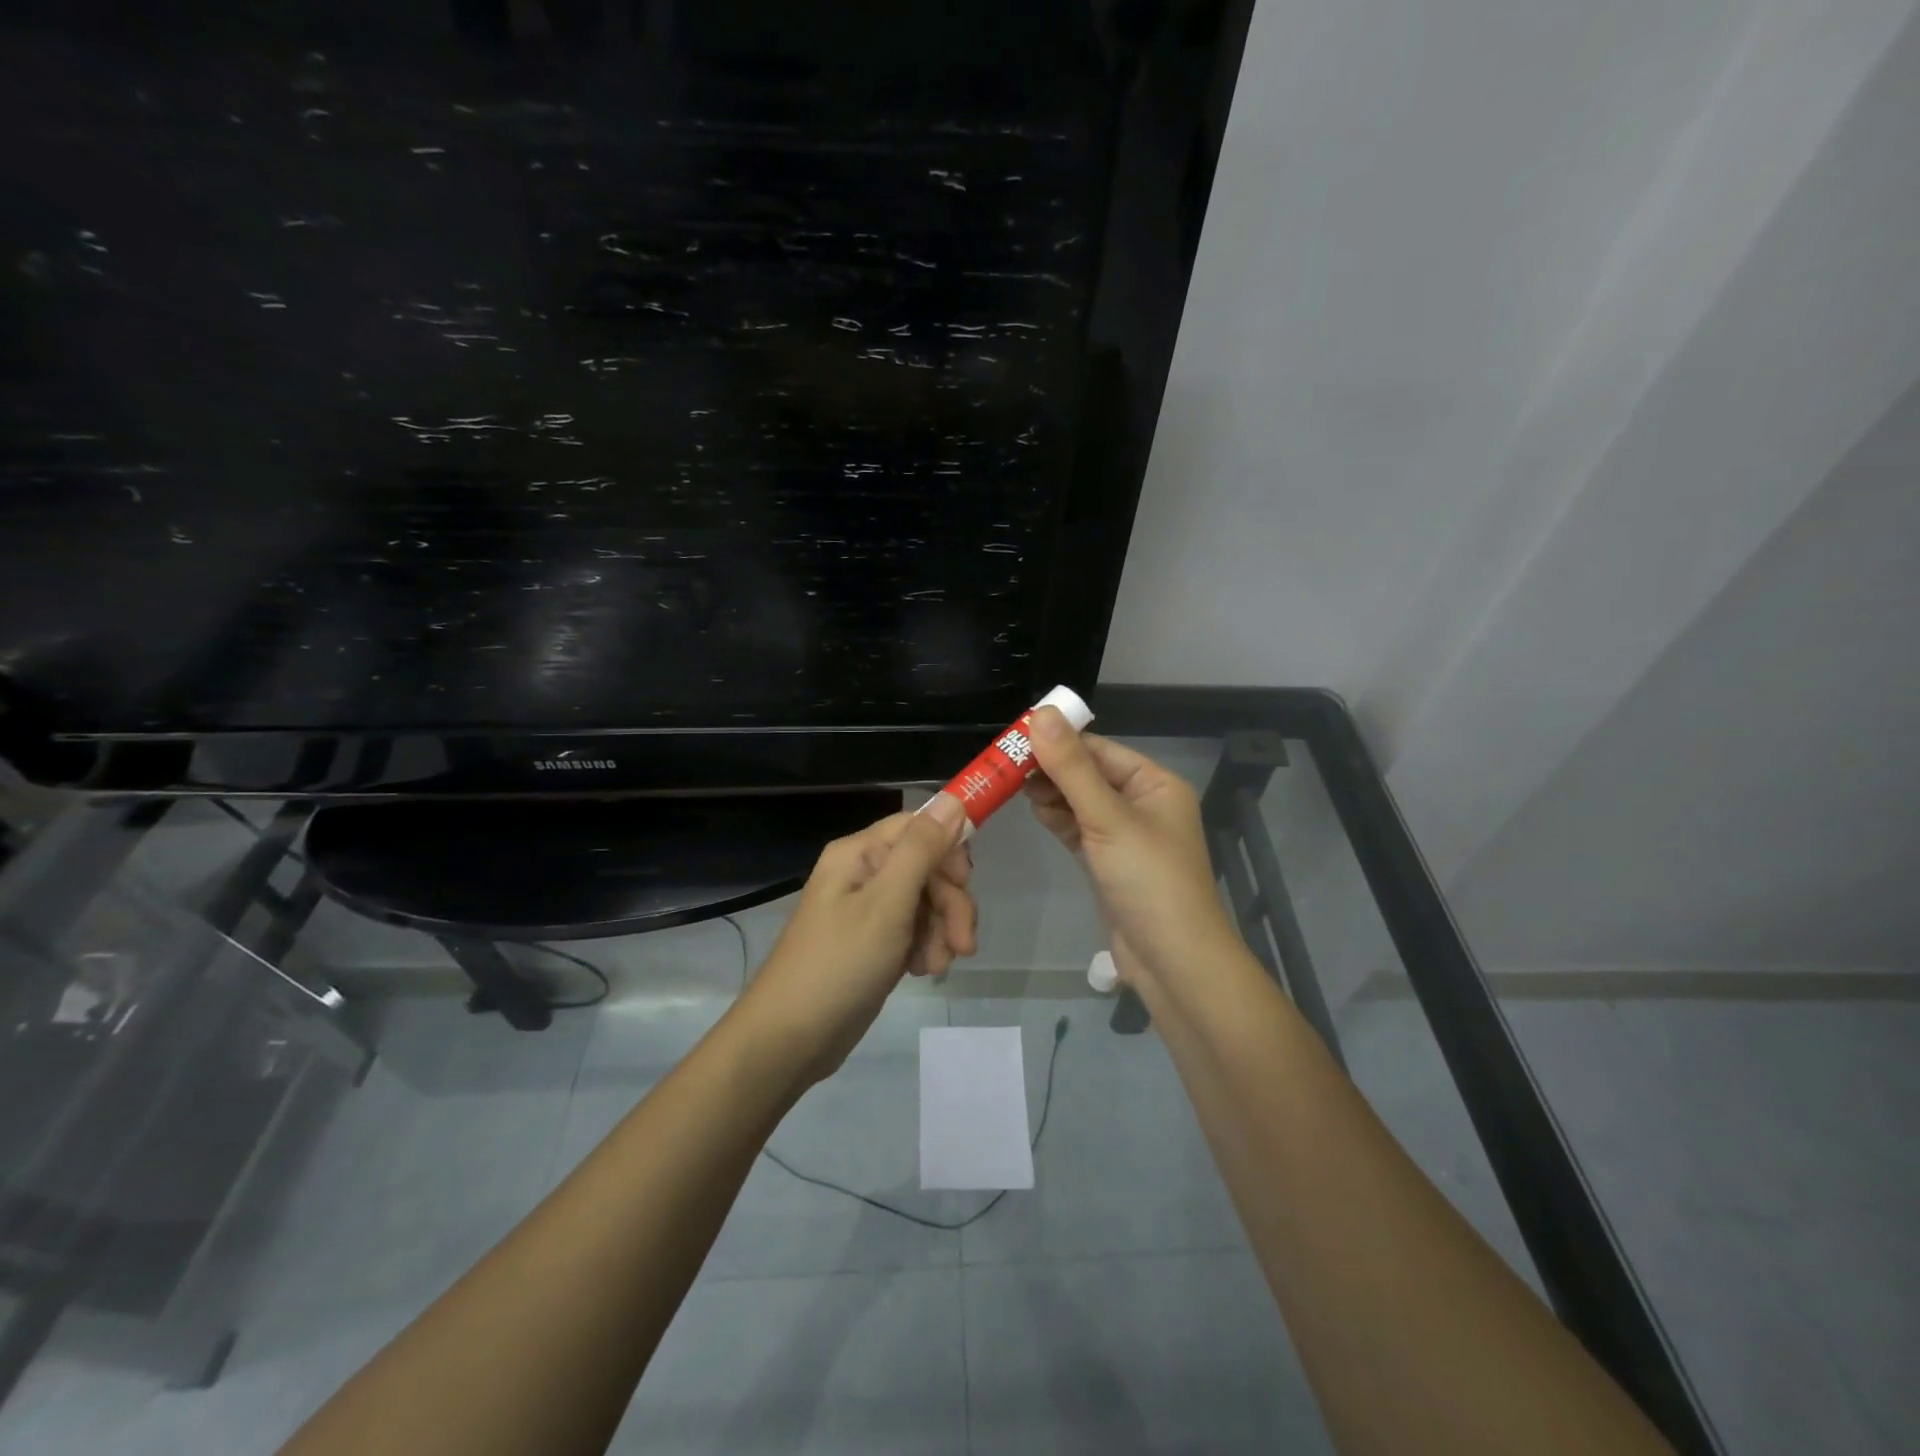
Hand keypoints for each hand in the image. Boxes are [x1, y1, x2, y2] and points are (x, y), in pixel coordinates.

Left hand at [741, 795, 975, 1082]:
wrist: (790, 1039)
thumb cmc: (838, 965)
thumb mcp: (887, 903)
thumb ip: (922, 849)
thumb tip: (953, 798)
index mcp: (860, 853)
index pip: (919, 826)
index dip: (950, 849)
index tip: (967, 882)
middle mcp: (864, 872)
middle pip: (928, 867)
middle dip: (951, 903)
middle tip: (963, 944)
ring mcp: (868, 909)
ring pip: (927, 901)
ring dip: (942, 930)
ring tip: (937, 966)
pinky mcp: (873, 941)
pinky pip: (914, 929)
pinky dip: (926, 947)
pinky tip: (922, 971)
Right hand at [1023, 708, 1236, 985]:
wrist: (1172, 960)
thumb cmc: (1148, 880)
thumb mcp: (1107, 818)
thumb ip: (1071, 767)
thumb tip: (1041, 713)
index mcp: (1155, 783)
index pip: (1099, 749)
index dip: (1058, 741)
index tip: (1014, 738)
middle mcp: (1143, 803)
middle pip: (1089, 774)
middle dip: (1051, 769)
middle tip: (1006, 767)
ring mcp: (1127, 834)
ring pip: (1081, 802)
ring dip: (1052, 794)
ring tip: (1014, 788)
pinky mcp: (1110, 861)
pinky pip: (1080, 828)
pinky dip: (1059, 819)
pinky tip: (1035, 811)